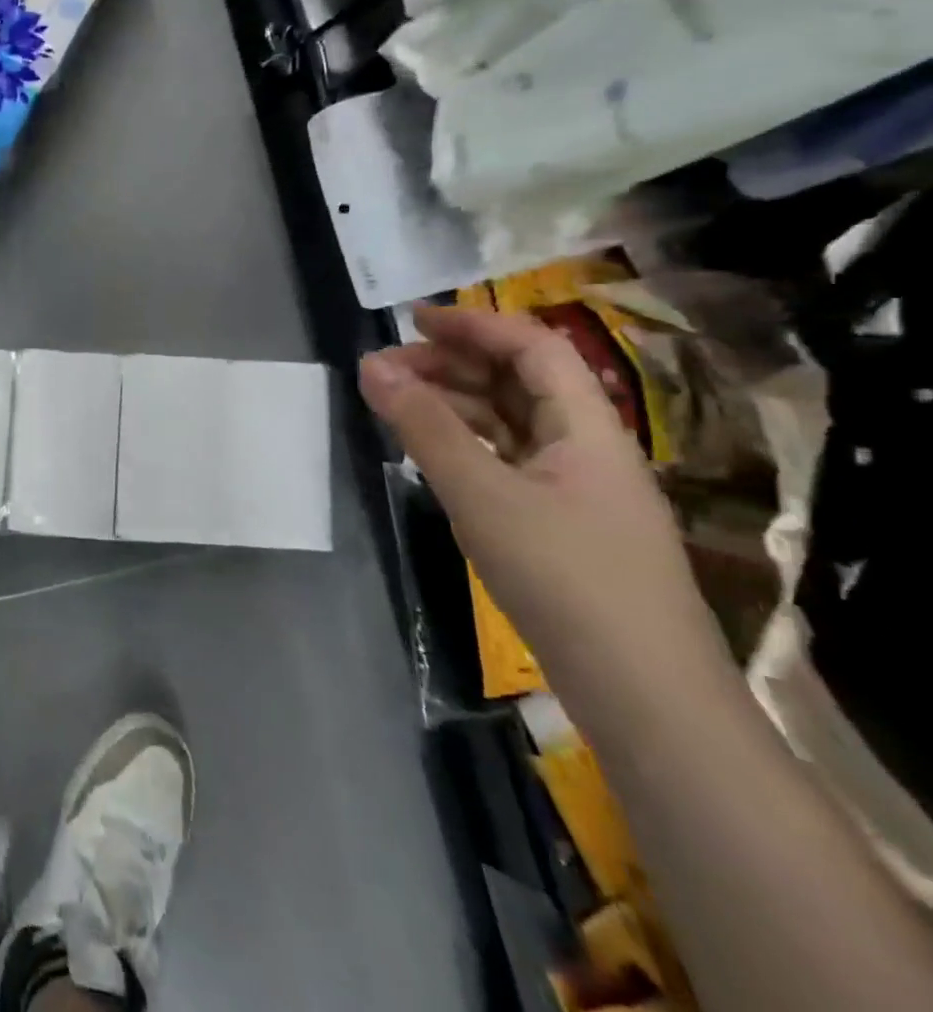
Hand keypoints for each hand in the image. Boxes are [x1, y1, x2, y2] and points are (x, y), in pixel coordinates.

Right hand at [359, 306, 715, 694]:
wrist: (645, 696)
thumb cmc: (567, 579)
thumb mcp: (483, 495)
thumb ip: (425, 428)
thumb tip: (372, 366)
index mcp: (589, 429)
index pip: (533, 349)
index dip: (474, 326)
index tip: (411, 320)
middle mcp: (588, 449)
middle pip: (520, 383)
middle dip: (453, 365)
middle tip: (387, 368)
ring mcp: (576, 491)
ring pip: (511, 424)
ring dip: (455, 404)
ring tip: (395, 404)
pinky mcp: (560, 527)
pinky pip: (507, 462)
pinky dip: (465, 445)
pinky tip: (430, 453)